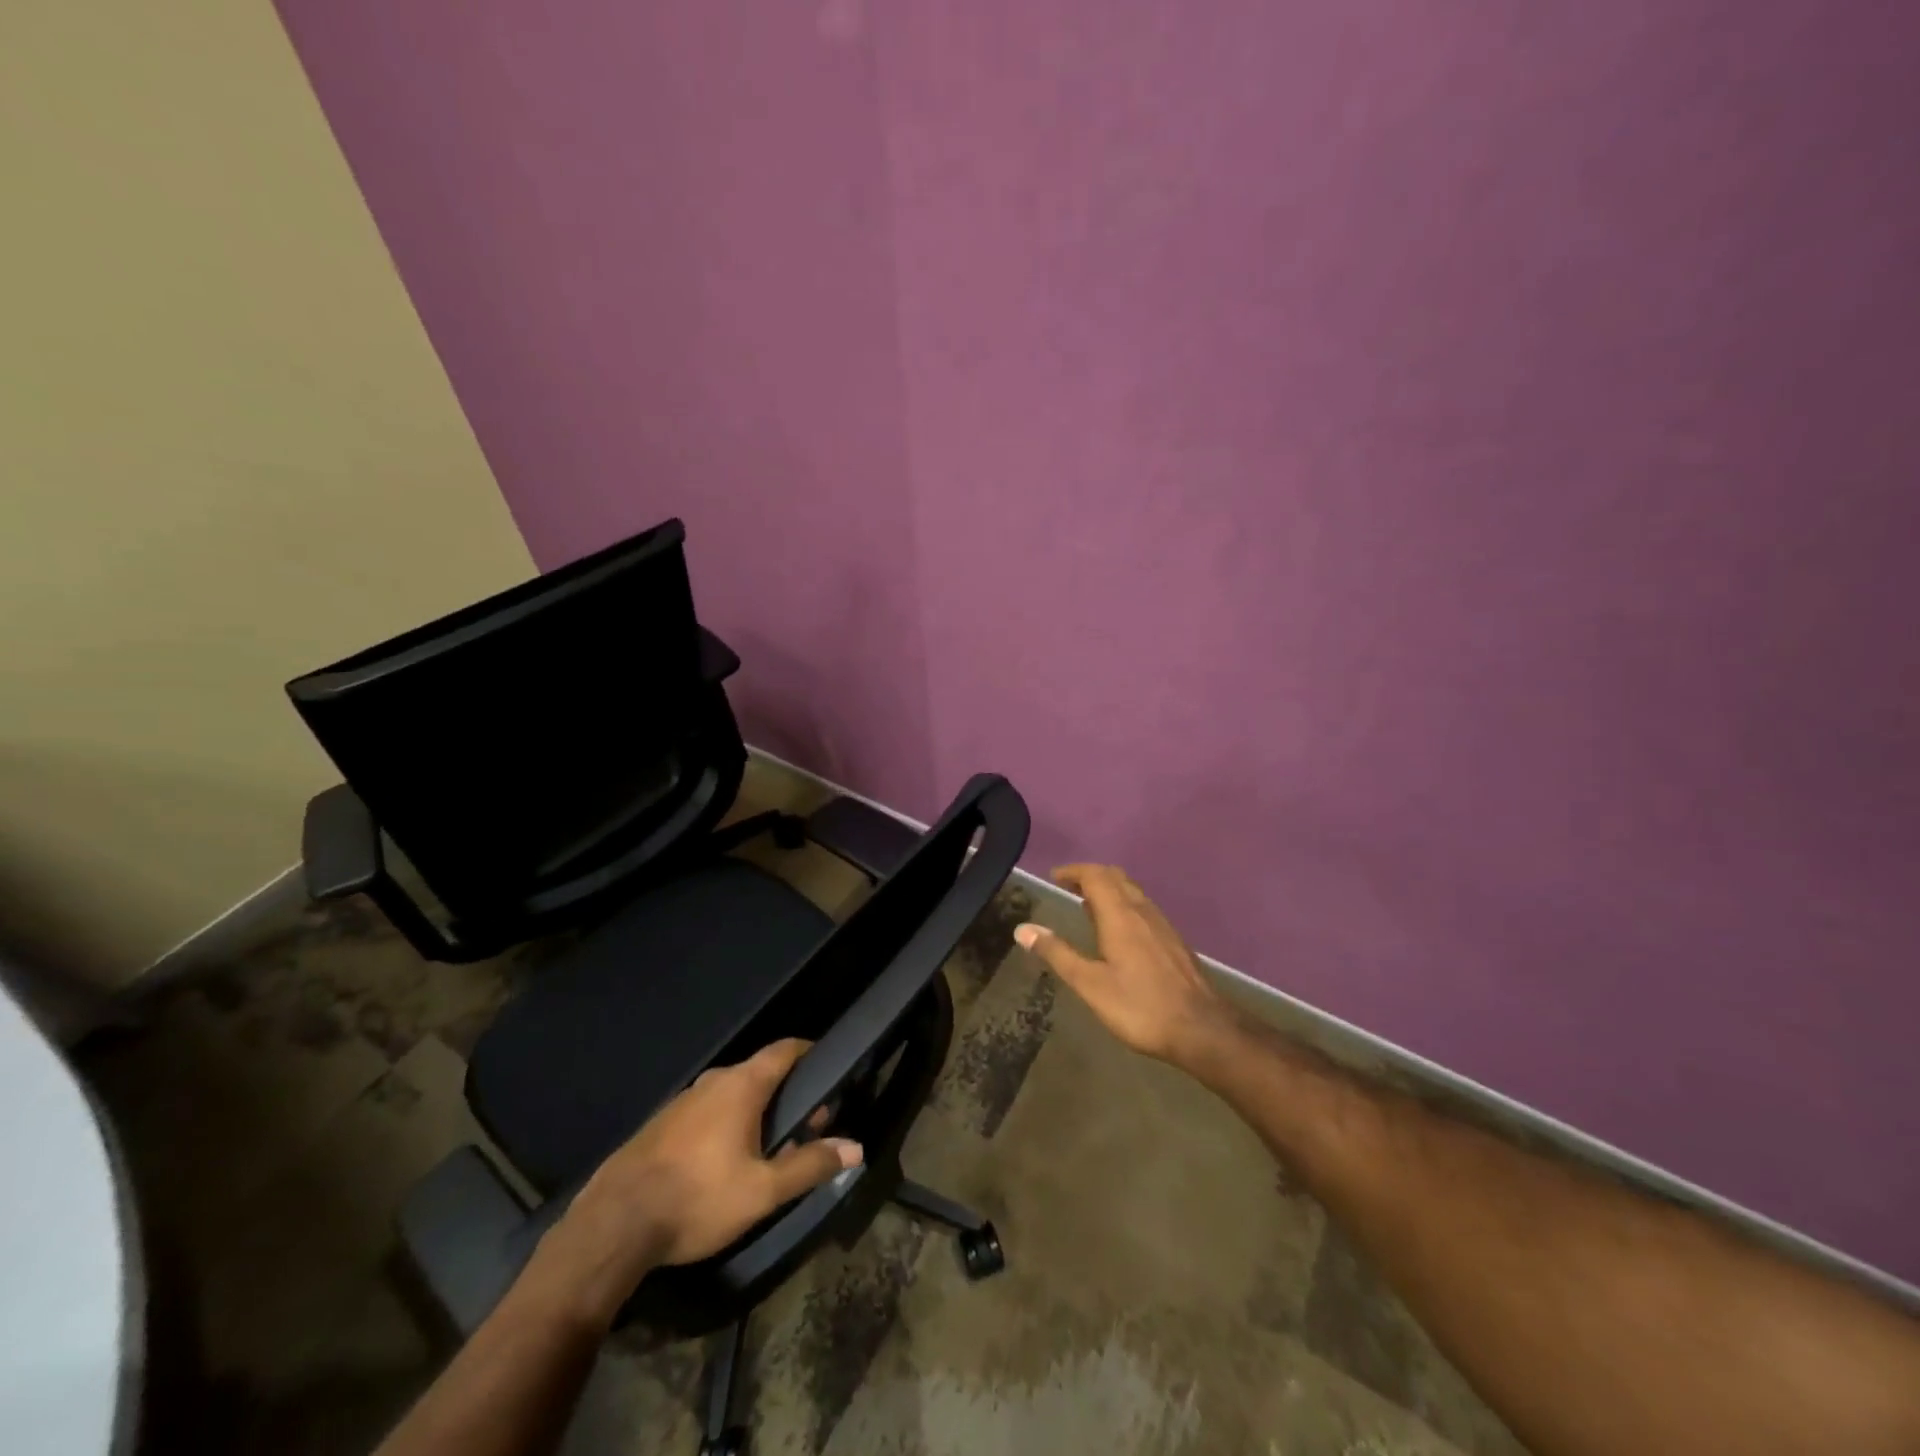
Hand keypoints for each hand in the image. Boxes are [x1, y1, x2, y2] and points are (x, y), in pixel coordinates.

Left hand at [531, 1039, 861, 1324]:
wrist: (613, 1224)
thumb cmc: (698, 1199)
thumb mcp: (763, 1191)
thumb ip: (810, 1165)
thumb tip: (855, 1148)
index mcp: (742, 1085)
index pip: (785, 1049)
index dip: (809, 1053)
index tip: (828, 1071)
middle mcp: (713, 1081)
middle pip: (761, 1073)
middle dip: (788, 1095)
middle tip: (805, 1128)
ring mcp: (683, 1101)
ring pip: (732, 1095)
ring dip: (756, 1113)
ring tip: (768, 1151)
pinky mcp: (661, 1125)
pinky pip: (706, 1112)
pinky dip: (726, 1125)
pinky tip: (724, 1164)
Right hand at [1015, 864, 1233, 1066]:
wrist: (1202, 1029)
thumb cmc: (1140, 1006)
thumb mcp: (1090, 984)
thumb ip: (1057, 954)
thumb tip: (1023, 929)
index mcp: (1120, 915)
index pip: (1095, 876)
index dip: (1073, 871)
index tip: (1054, 877)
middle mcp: (1142, 911)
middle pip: (1115, 877)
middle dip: (1090, 875)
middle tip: (1069, 886)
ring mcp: (1162, 925)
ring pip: (1132, 891)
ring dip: (1109, 889)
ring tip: (1088, 905)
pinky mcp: (1173, 941)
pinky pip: (1143, 908)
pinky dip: (1124, 905)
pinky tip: (1119, 931)